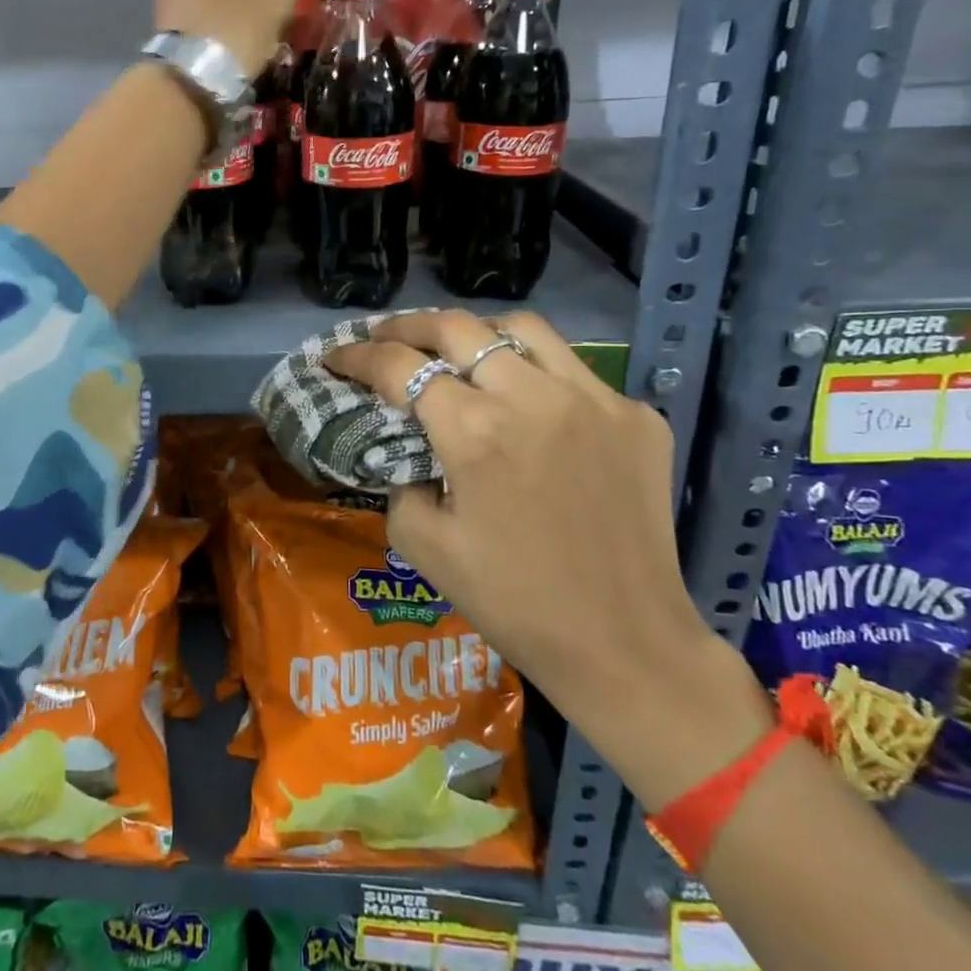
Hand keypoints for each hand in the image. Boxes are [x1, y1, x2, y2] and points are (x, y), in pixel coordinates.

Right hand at [326, 310, 772, 809]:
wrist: (625, 644)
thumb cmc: (513, 602)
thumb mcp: (424, 547)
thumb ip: (400, 485)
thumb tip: (411, 455)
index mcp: (475, 433)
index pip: (400, 367)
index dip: (358, 354)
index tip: (335, 356)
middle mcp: (533, 398)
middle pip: (456, 328)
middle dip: (407, 326)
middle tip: (384, 337)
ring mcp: (594, 399)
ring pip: (522, 329)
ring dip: (475, 332)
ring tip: (454, 349)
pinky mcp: (635, 416)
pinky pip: (574, 371)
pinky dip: (536, 373)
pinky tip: (526, 401)